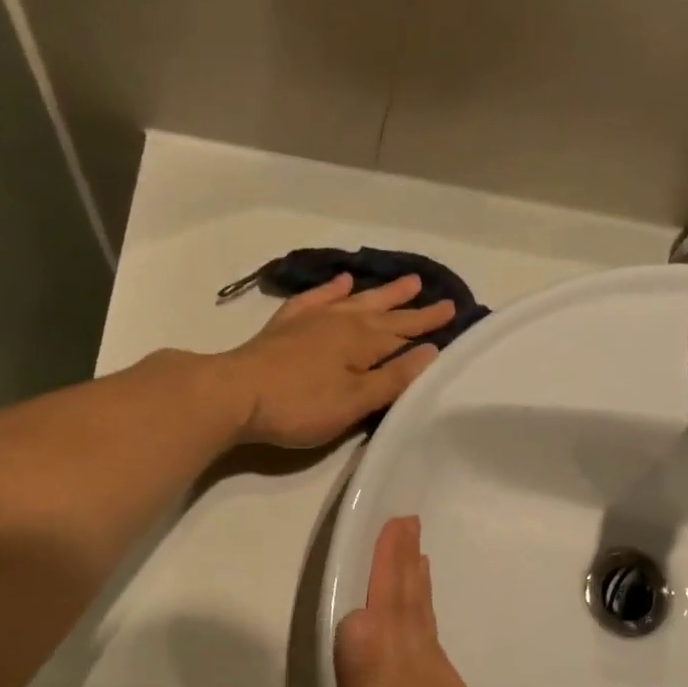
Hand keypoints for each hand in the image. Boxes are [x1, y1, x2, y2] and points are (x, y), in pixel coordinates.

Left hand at [222, 274, 453, 448]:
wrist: (235, 394)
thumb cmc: (300, 405)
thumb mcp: (354, 401)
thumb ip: (393, 378)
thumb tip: (431, 352)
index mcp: (362, 342)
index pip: (403, 331)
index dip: (427, 323)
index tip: (452, 309)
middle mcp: (340, 322)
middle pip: (381, 312)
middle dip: (408, 305)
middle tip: (430, 289)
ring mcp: (311, 320)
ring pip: (353, 300)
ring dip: (377, 292)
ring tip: (400, 281)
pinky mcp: (285, 325)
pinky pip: (315, 298)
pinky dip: (331, 289)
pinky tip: (341, 281)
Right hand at [334, 516, 501, 686]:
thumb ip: (363, 675)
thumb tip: (357, 614)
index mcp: (404, 666)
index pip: (394, 602)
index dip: (392, 562)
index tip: (397, 521)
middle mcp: (425, 669)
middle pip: (414, 606)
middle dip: (408, 565)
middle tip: (410, 526)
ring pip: (424, 627)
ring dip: (417, 592)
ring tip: (418, 565)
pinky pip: (428, 652)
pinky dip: (422, 628)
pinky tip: (422, 640)